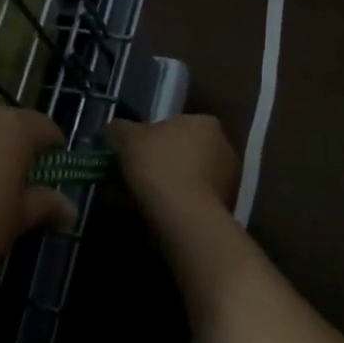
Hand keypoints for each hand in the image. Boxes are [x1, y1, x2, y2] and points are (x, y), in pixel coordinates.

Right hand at [107, 115, 239, 224]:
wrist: (185, 219)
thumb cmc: (159, 167)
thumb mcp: (126, 138)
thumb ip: (118, 128)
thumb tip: (114, 129)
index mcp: (204, 123)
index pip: (173, 124)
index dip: (149, 138)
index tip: (132, 153)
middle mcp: (224, 146)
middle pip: (182, 151)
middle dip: (160, 162)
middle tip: (133, 176)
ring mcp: (229, 179)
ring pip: (187, 177)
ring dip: (168, 185)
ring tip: (139, 200)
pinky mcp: (226, 208)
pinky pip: (193, 200)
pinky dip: (177, 205)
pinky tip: (156, 215)